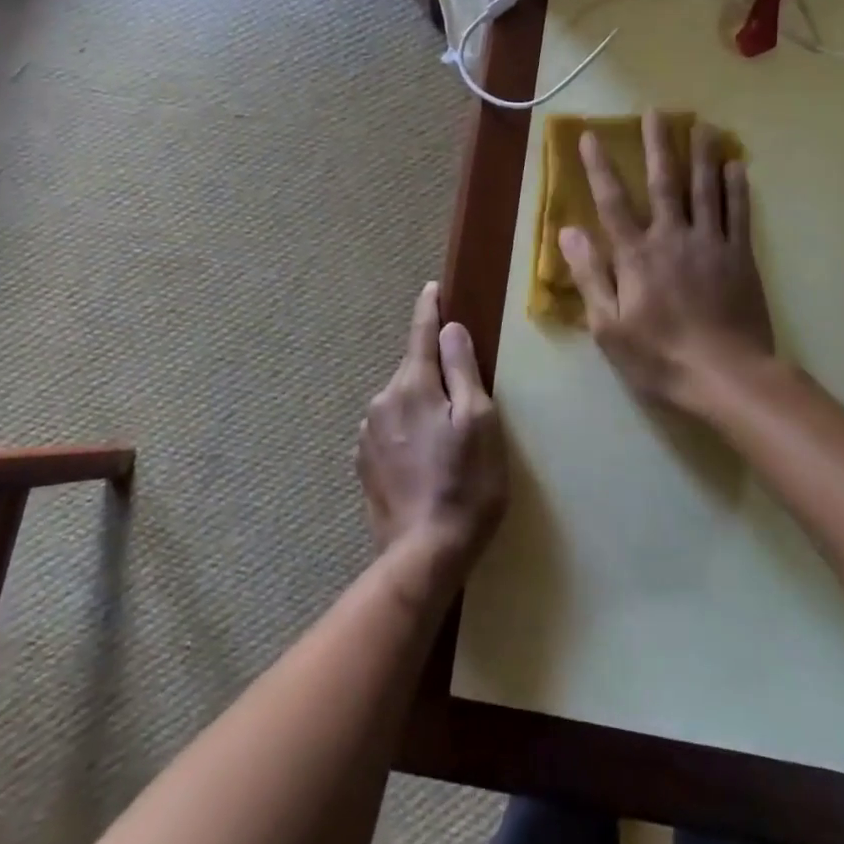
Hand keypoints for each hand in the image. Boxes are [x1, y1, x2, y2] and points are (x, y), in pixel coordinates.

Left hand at [357, 282, 506, 596]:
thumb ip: (462, 370)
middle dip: (434, 371)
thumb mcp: (479, 421)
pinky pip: (390, 431)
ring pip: (402, 402)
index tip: (433, 289)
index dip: (429, 309)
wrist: (424, 554)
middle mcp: (382, 401)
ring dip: (422, 405)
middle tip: (464, 396)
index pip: (420, 333)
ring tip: (447, 439)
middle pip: (413, 370)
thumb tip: (450, 329)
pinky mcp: (364, 464)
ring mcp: (368, 434)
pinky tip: (425, 461)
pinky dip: (408, 432)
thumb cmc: (465, 484)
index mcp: (412, 385)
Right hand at [559, 111, 773, 419]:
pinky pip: (738, 214)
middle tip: (656, 112)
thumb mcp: (608, 325)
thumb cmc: (659, 356)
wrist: (726, 377)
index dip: (600, 167)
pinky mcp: (740, 257)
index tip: (592, 136)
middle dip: (657, 145)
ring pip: (705, 189)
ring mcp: (710, 244)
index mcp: (636, 255)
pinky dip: (737, 187)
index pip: (613, 201)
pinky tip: (737, 165)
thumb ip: (590, 275)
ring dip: (701, 154)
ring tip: (701, 125)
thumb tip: (568, 231)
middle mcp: (672, 237)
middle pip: (664, 182)